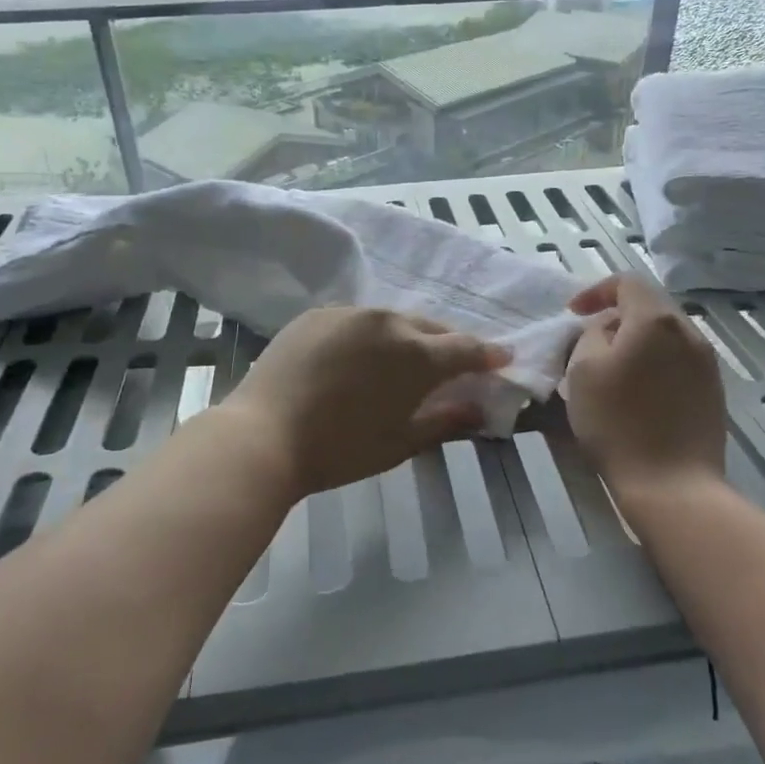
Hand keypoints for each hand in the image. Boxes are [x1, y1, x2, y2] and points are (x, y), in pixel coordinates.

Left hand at [221, 307, 509, 500]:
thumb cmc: (339, 450)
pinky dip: (369, 335)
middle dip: (448, 344)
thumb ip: (445, 421)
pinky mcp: (318, 314)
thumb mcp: (400, 443)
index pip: (465, 348)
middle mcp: (388, 322)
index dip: (488, 355)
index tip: (502, 358)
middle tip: (455, 363)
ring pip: (392, 320)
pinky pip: (356, 321)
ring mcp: (350, 313)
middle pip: (430, 328)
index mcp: (416, 355)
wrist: (262, 436)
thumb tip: (479, 410)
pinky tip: (360, 357)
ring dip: (407, 337)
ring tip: (405, 359)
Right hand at [562, 275, 727, 513]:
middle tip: (589, 340)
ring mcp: (706, 362)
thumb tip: (608, 329)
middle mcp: (688, 331)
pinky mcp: (713, 390)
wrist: (673, 486)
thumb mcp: (583, 370)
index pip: (627, 282)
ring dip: (636, 340)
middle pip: (649, 305)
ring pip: (665, 334)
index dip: (595, 291)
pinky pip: (678, 359)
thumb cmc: (618, 423)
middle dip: (616, 315)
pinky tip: (638, 392)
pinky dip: (654, 361)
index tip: (572, 314)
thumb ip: (591, 334)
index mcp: (655, 320)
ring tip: (612, 367)